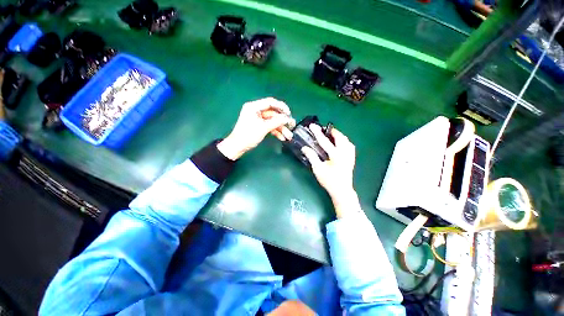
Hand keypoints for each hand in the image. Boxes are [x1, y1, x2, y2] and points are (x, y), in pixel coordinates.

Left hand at [217, 97, 294, 159]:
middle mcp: (256, 111)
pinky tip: (282, 137)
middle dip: (282, 121)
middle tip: (292, 125)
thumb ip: (276, 122)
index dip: (281, 107)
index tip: (289, 113)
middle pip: (273, 113)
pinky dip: (275, 131)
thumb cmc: (248, 136)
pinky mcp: (259, 125)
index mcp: (254, 107)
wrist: (238, 147)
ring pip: (272, 121)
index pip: (270, 102)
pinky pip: (269, 126)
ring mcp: (258, 119)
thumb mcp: (263, 128)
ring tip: (288, 136)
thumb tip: (288, 118)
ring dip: (281, 128)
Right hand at [301, 125, 360, 217]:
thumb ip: (312, 156)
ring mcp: (350, 156)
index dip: (317, 133)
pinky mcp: (352, 159)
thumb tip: (304, 148)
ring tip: (332, 135)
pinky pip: (350, 146)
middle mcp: (345, 153)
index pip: (325, 141)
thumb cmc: (329, 180)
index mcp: (336, 155)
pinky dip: (345, 141)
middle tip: (324, 130)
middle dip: (332, 131)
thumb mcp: (318, 169)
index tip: (312, 125)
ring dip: (339, 136)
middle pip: (340, 137)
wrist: (341, 190)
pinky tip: (341, 143)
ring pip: (346, 141)